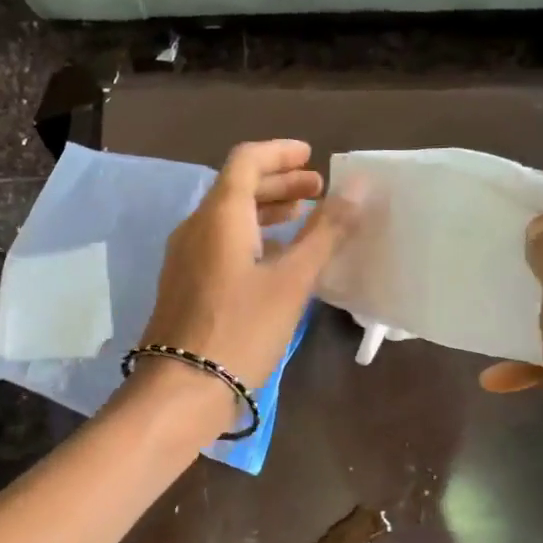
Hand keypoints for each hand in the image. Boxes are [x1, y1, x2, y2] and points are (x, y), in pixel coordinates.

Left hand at [137, 139, 356, 390]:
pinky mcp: (186, 285)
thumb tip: (360, 186)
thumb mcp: (292, 281)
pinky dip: (251, 238)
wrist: (182, 390)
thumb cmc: (241, 330)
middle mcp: (196, 227)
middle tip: (319, 191)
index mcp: (219, 215)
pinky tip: (276, 261)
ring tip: (304, 220)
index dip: (280, 153)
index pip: (247, 160)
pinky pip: (220, 245)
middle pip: (237, 188)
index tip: (312, 157)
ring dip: (266, 211)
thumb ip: (326, 231)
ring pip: (228, 218)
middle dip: (279, 183)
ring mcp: (186, 257)